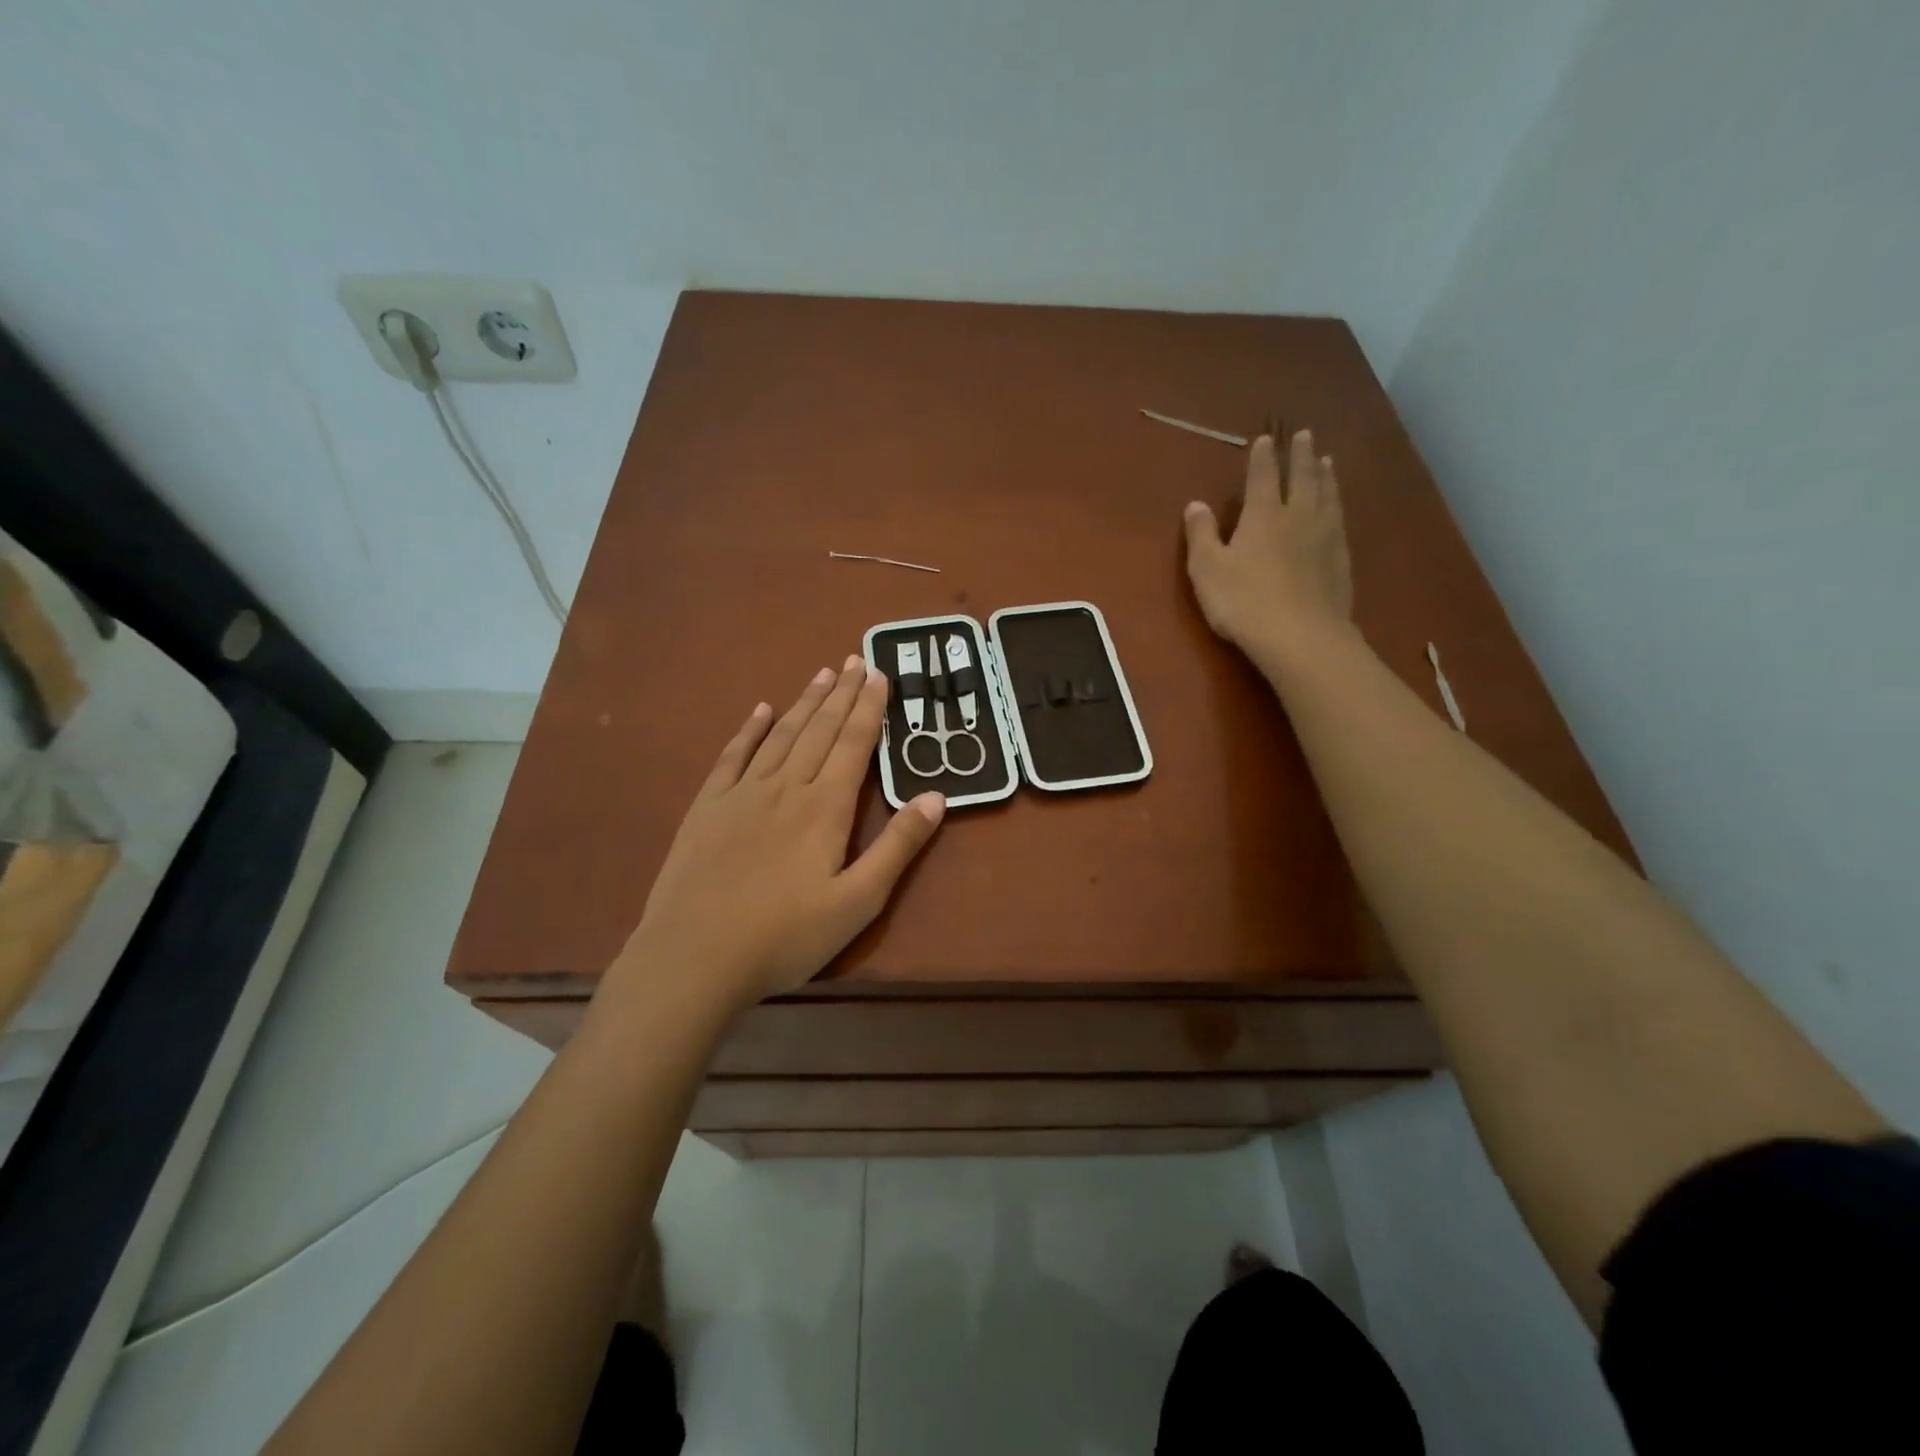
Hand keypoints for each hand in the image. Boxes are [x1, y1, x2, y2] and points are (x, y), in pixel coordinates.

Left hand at [614, 656, 944, 1012]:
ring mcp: (742, 794)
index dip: (869, 707)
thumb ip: (898, 847)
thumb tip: (937, 796)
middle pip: (820, 730)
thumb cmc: (785, 937)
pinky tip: (761, 710)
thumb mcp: (858, 902)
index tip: (878, 674)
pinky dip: (750, 730)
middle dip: (841, 693)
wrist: (693, 957)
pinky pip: (733, 756)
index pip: (854, 744)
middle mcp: (786, 787)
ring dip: (805, 703)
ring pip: (782, 735)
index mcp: (825, 808)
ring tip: (822, 674)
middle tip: (855, 659)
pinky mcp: (707, 808)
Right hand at [1183, 429, 1354, 659]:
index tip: (1265, 439)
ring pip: (1327, 496)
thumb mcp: (1207, 569)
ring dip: (1326, 476)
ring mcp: (1325, 538)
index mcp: (1263, 514)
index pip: (1263, 476)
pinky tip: (1337, 510)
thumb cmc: (1244, 601)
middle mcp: (1298, 516)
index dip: (1262, 457)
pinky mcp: (1341, 561)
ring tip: (1328, 461)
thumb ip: (1201, 534)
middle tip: (1305, 435)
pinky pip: (1340, 522)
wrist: (1300, 636)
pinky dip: (1337, 507)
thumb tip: (1195, 504)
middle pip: (1303, 478)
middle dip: (1301, 455)